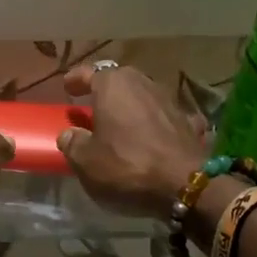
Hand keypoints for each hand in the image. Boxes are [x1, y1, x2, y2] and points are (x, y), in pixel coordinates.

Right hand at [56, 64, 207, 218]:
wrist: (184, 183)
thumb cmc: (126, 165)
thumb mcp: (86, 160)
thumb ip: (73, 143)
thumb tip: (69, 134)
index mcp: (113, 85)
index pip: (89, 73)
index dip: (76, 79)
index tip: (68, 87)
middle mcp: (143, 83)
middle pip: (120, 80)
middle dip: (105, 90)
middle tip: (93, 104)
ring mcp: (170, 100)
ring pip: (144, 95)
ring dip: (131, 105)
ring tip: (121, 121)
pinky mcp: (189, 120)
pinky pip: (165, 115)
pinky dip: (156, 121)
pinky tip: (154, 133)